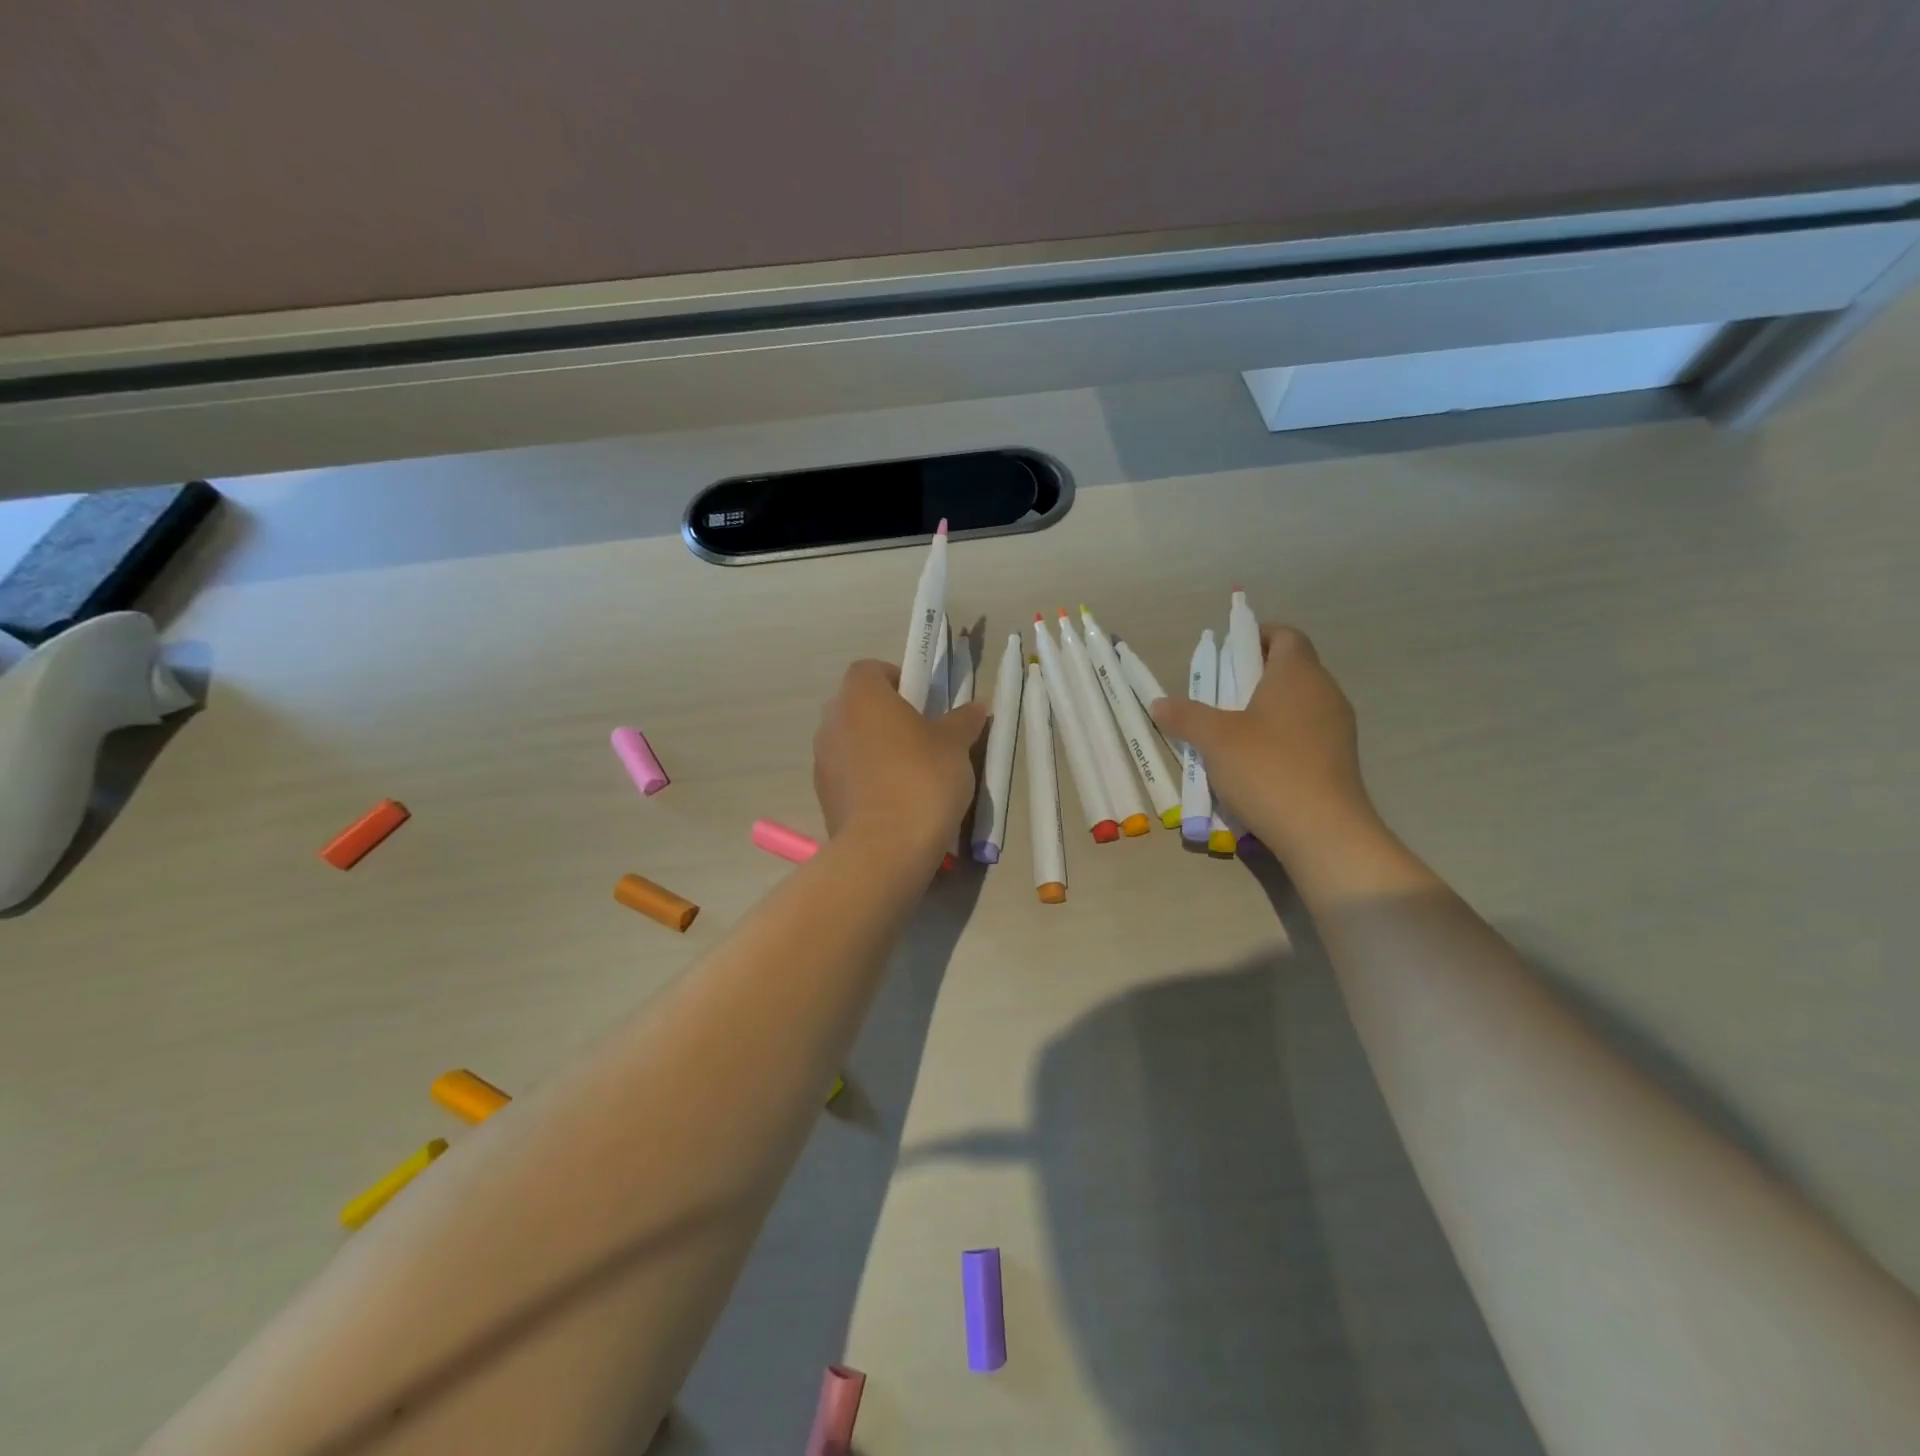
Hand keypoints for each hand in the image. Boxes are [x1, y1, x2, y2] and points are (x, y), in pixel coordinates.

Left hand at [814, 660, 987, 859]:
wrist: (885, 848)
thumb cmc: (922, 778)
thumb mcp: (955, 745)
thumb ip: (963, 720)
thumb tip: (976, 708)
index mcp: (860, 695)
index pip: (871, 669)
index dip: (897, 679)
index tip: (923, 702)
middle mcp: (832, 720)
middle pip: (859, 705)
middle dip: (887, 715)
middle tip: (923, 736)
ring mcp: (822, 759)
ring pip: (852, 740)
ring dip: (876, 748)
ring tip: (911, 772)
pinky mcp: (823, 794)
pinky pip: (848, 773)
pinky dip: (867, 777)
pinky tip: (895, 800)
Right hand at [1151, 625, 1375, 862]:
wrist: (1322, 830)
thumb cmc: (1266, 768)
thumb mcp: (1214, 739)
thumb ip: (1185, 716)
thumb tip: (1159, 703)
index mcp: (1298, 674)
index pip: (1285, 636)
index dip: (1257, 636)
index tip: (1228, 651)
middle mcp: (1324, 692)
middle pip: (1290, 668)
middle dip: (1253, 675)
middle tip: (1218, 692)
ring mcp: (1336, 728)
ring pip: (1297, 703)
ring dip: (1265, 708)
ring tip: (1229, 730)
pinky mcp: (1337, 759)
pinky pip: (1304, 733)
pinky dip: (1278, 736)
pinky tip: (1253, 761)